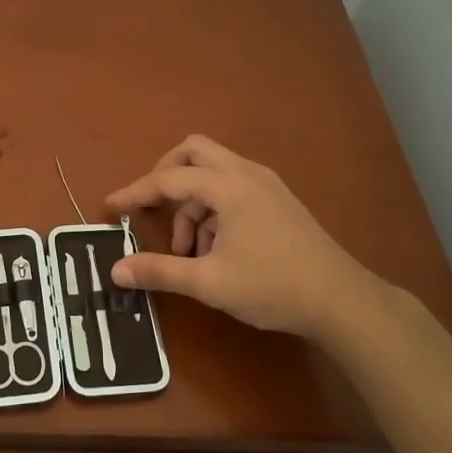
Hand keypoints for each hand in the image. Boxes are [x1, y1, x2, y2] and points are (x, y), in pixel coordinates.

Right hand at [106, 135, 384, 344]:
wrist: (341, 299)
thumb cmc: (272, 286)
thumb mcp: (209, 282)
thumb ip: (160, 271)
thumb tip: (116, 270)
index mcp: (227, 186)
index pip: (168, 178)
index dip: (135, 193)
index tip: (111, 207)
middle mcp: (246, 173)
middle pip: (193, 153)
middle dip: (166, 177)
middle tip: (154, 211)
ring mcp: (266, 184)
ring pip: (214, 173)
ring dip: (192, 204)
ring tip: (190, 251)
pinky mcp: (278, 199)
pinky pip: (233, 187)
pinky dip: (214, 208)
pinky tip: (216, 249)